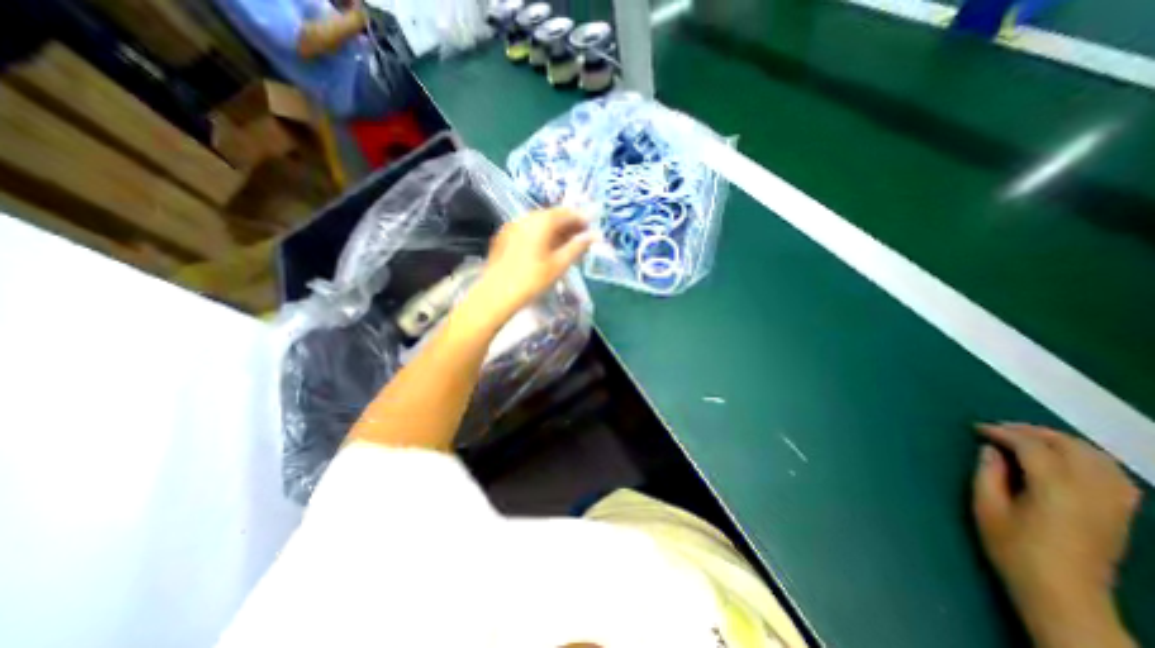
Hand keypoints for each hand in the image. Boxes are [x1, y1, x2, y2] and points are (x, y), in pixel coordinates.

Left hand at [467, 207, 593, 327]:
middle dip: (567, 225)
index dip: (580, 219)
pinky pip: (527, 230)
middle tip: (580, 238)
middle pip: (551, 216)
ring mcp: (513, 226)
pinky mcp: (504, 237)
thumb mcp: (559, 264)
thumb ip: (577, 247)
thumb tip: (593, 236)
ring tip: (565, 245)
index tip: (590, 228)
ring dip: (554, 231)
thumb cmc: (532, 280)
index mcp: (541, 221)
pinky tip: (545, 249)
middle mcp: (526, 218)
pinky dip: (540, 235)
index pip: (566, 213)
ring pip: (539, 223)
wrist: (496, 294)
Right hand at [968, 422, 1138, 643]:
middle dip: (1033, 431)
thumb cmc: (1013, 548)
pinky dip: (1088, 458)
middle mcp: (1091, 492)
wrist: (1063, 594)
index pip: (1033, 447)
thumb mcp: (987, 508)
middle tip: (1000, 430)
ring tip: (1029, 439)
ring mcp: (1113, 504)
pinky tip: (1066, 460)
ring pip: (1098, 458)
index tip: (977, 429)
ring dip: (1062, 441)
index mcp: (1055, 490)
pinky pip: (1114, 474)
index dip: (1003, 432)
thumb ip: (988, 474)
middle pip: (1071, 447)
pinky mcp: (1121, 514)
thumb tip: (990, 450)